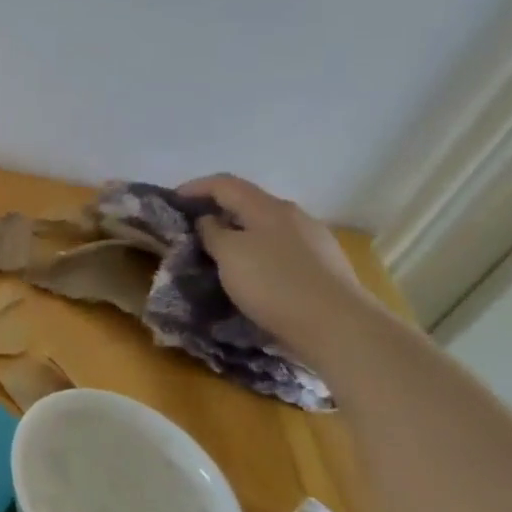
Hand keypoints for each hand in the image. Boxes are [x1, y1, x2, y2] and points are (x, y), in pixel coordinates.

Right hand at [177, 173, 383, 367]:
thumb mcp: (229, 255)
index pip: (225, 184)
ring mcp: (314, 242)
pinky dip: (259, 255)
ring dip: (240, 236)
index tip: (171, 200)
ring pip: (266, 229)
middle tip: (193, 230)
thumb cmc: (275, 285)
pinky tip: (254, 276)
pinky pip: (282, 251)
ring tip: (220, 255)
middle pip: (248, 204)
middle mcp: (294, 217)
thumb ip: (212, 232)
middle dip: (218, 212)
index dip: (195, 187)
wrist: (340, 328)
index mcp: (268, 207)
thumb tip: (208, 221)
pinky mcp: (325, 268)